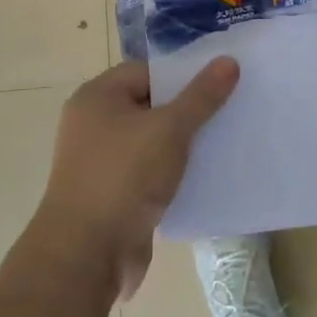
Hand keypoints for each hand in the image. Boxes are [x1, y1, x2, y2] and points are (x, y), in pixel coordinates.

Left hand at [34, 57, 238, 298]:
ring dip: (180, 146)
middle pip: (149, 106)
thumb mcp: (170, 129)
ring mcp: (100, 163)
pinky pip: (147, 174)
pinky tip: (202, 178)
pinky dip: (170, 175)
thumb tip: (229, 61)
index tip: (218, 86)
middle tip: (226, 113)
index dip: (181, 77)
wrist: (87, 254)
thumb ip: (201, 96)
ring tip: (221, 144)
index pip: (146, 72)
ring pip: (150, 143)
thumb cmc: (124, 176)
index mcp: (97, 98)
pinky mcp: (111, 196)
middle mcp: (93, 125)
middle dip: (186, 111)